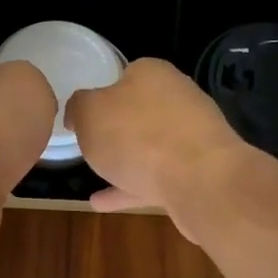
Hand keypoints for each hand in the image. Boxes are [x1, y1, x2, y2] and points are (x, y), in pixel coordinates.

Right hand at [67, 58, 247, 222]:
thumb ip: (78, 107)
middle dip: (117, 128)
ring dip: (123, 161)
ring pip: (148, 148)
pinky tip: (101, 203)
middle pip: (139, 112)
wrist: (199, 180)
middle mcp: (176, 99)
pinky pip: (154, 178)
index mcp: (152, 74)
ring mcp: (190, 137)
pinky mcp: (196, 171)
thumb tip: (78, 110)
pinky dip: (128, 189)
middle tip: (89, 145)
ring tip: (92, 177)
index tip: (83, 117)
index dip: (101, 94)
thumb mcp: (89, 113)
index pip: (124, 75)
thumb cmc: (136, 136)